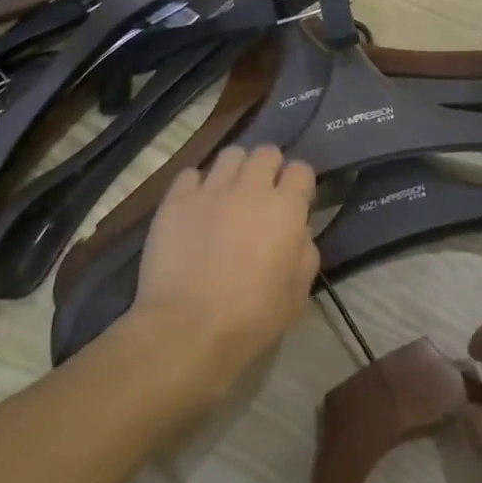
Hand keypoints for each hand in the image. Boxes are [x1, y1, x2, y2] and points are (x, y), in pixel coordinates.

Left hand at [128, 145, 319, 400]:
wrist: (186, 329)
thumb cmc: (250, 318)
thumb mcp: (297, 295)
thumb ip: (305, 253)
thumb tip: (300, 231)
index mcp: (285, 208)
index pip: (301, 170)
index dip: (300, 184)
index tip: (296, 202)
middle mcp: (250, 188)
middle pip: (266, 152)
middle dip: (269, 168)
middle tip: (262, 195)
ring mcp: (210, 190)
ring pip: (230, 154)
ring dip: (236, 170)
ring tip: (230, 193)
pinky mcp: (176, 200)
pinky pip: (191, 174)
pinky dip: (197, 185)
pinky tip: (196, 206)